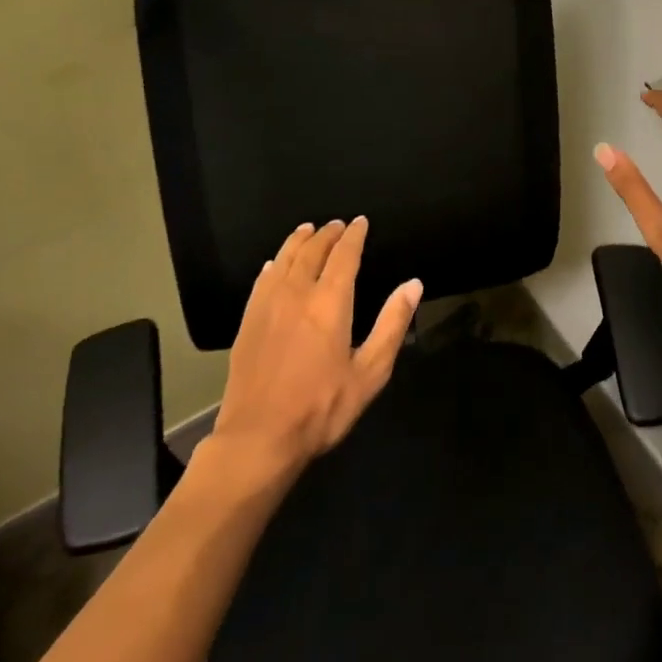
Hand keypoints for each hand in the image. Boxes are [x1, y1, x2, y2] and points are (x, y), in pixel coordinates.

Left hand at [206, 218, 421, 478]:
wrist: (258, 439)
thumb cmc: (321, 408)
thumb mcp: (370, 373)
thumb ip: (392, 324)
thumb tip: (413, 284)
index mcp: (330, 302)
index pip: (344, 255)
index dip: (354, 235)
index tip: (360, 222)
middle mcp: (297, 293)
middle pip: (312, 250)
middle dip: (327, 234)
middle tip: (337, 224)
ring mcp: (268, 305)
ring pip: (284, 259)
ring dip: (299, 241)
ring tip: (308, 230)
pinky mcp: (248, 321)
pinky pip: (262, 280)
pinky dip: (274, 264)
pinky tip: (275, 263)